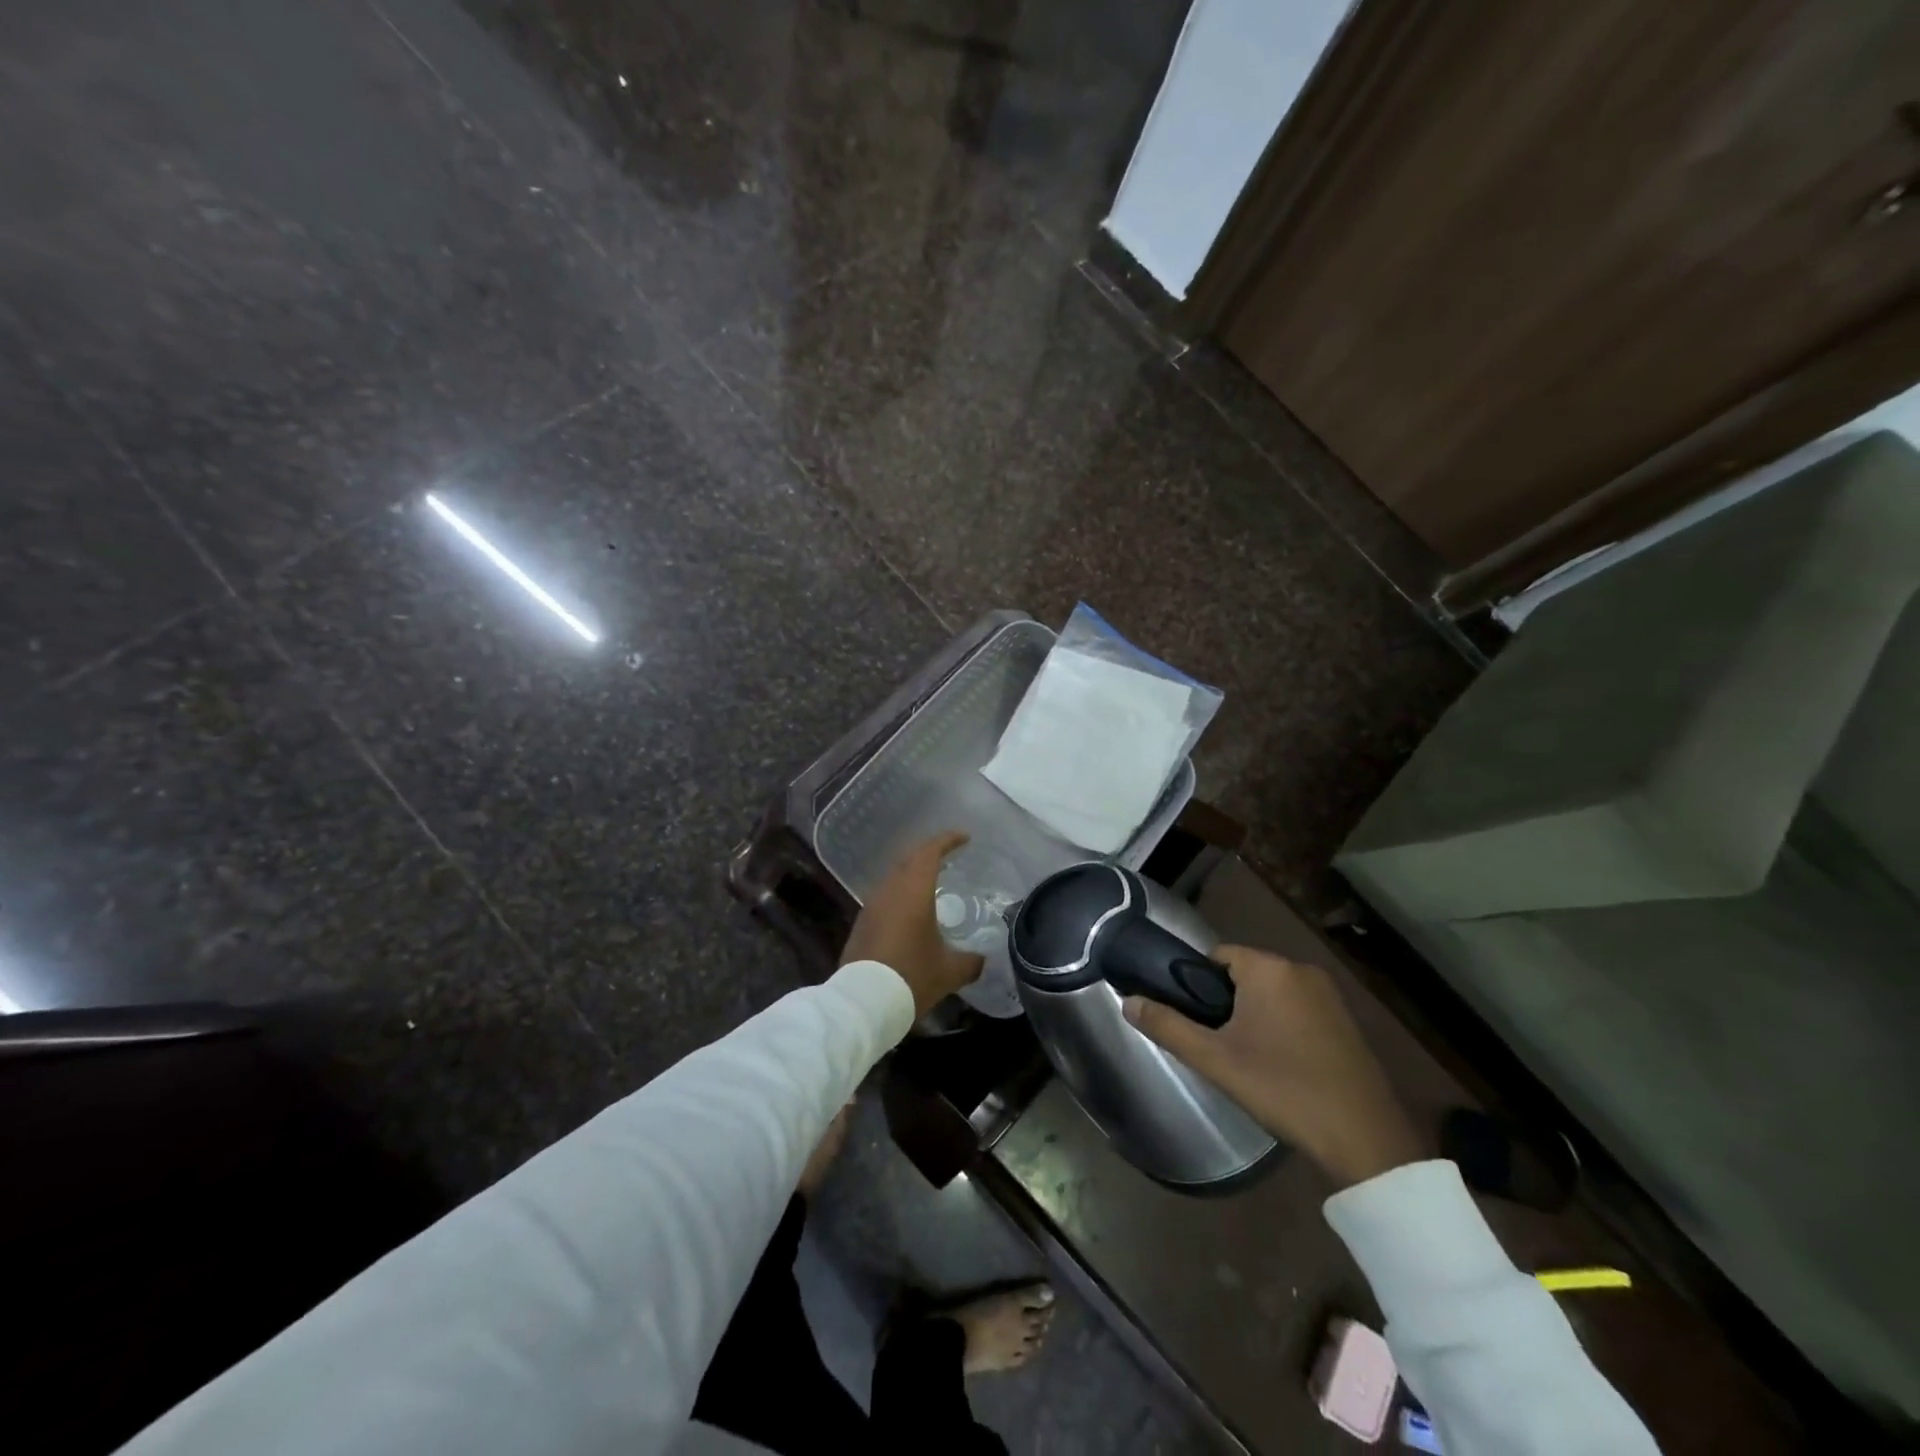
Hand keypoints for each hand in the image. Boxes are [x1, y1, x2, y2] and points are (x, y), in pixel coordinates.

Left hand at [842, 830, 984, 1019]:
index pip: (930, 852)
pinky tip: (911, 910)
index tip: (964, 837)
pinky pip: (886, 896)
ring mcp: (872, 905)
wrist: (863, 1002)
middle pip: (910, 859)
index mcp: (913, 891)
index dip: (948, 840)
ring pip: (895, 877)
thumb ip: (970, 961)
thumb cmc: (911, 977)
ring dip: (913, 873)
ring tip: (933, 882)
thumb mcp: (949, 971)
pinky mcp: (862, 923)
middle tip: (950, 856)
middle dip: (930, 853)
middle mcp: (890, 890)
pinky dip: (902, 893)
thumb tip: (982, 959)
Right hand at [1123, 945, 1423, 1187]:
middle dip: (1226, 1003)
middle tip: (1217, 1045)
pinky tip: (1280, 1064)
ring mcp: (1329, 994)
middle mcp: (1300, 969)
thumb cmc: (1282, 1088)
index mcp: (1269, 968)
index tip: (1194, 1020)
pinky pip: (1297, 1007)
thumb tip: (1126, 1001)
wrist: (1365, 1139)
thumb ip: (1167, 1026)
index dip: (1198, 985)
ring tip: (1245, 1058)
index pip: (1216, 956)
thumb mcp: (1215, 1060)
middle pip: (1244, 973)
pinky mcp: (1346, 1020)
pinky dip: (1282, 1025)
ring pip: (1271, 992)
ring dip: (1254, 1015)